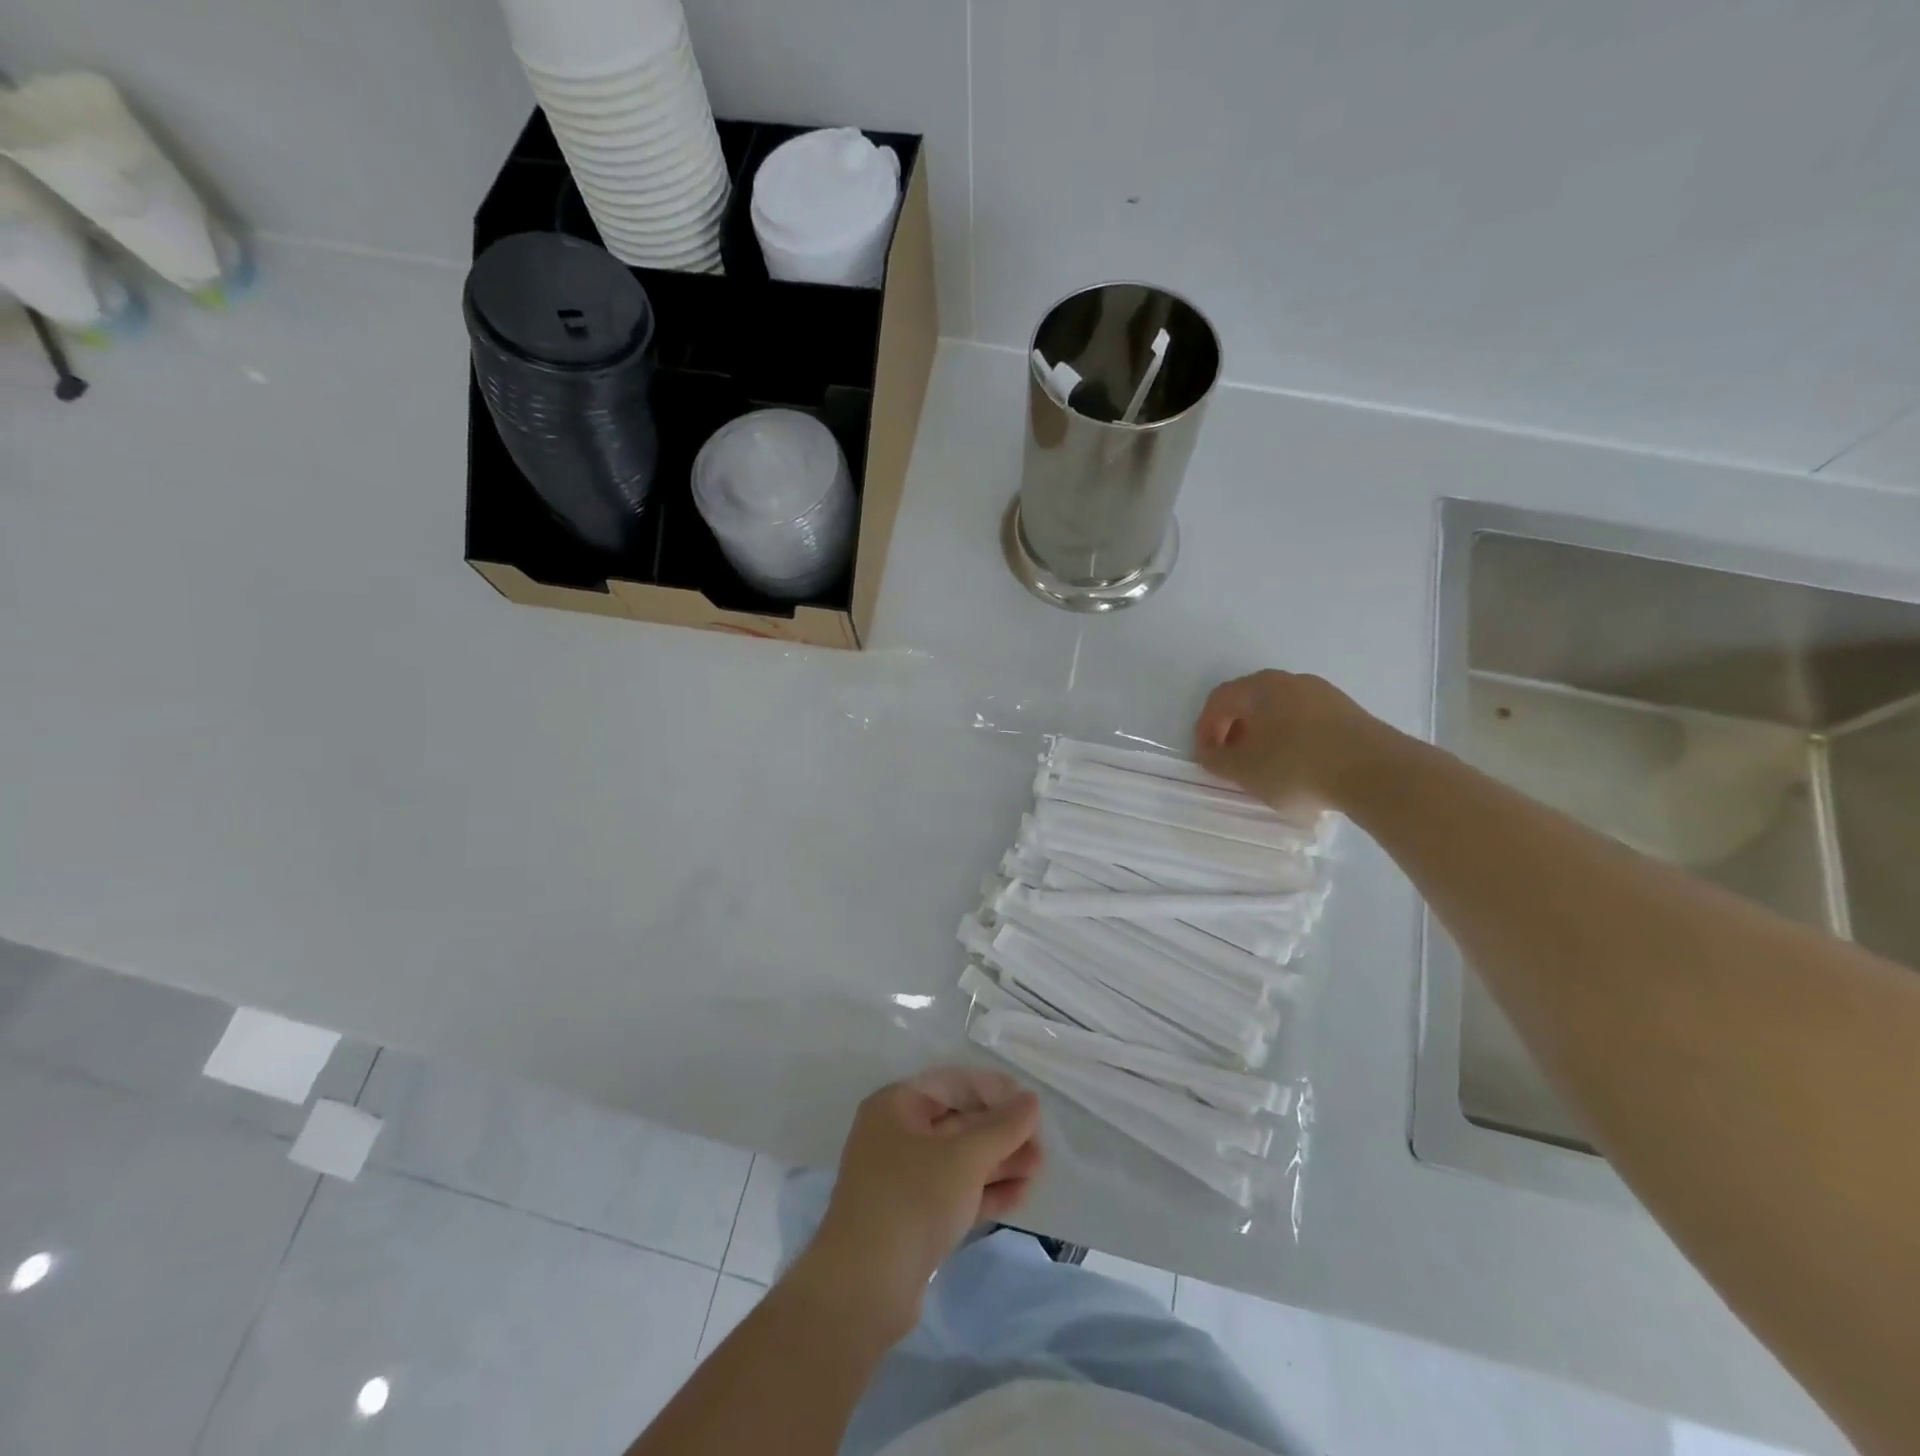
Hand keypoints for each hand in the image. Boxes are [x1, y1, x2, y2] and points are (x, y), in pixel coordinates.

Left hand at [795, 1068, 1041, 1341]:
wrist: (863, 1289)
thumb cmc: (912, 1201)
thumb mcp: (963, 1158)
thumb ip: (1002, 1127)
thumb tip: (1031, 1100)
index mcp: (896, 1105)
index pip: (952, 1084)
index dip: (993, 1090)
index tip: (1030, 1105)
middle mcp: (896, 1135)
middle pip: (958, 1122)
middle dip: (1001, 1133)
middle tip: (1041, 1144)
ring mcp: (903, 1178)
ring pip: (959, 1160)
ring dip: (999, 1163)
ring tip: (1039, 1169)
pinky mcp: (912, 1217)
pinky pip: (954, 1192)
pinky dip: (985, 1191)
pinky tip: (1020, 1195)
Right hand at [1194, 670, 1391, 813]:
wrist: (1376, 773)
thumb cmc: (1296, 767)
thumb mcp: (1244, 771)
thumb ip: (1217, 760)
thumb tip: (1210, 752)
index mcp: (1259, 687)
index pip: (1219, 700)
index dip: (1205, 729)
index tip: (1206, 758)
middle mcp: (1290, 681)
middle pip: (1250, 702)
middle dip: (1234, 731)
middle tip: (1232, 761)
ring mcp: (1324, 694)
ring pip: (1280, 712)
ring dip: (1265, 736)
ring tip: (1266, 768)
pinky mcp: (1349, 713)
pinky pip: (1307, 722)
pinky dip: (1292, 740)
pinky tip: (1299, 768)